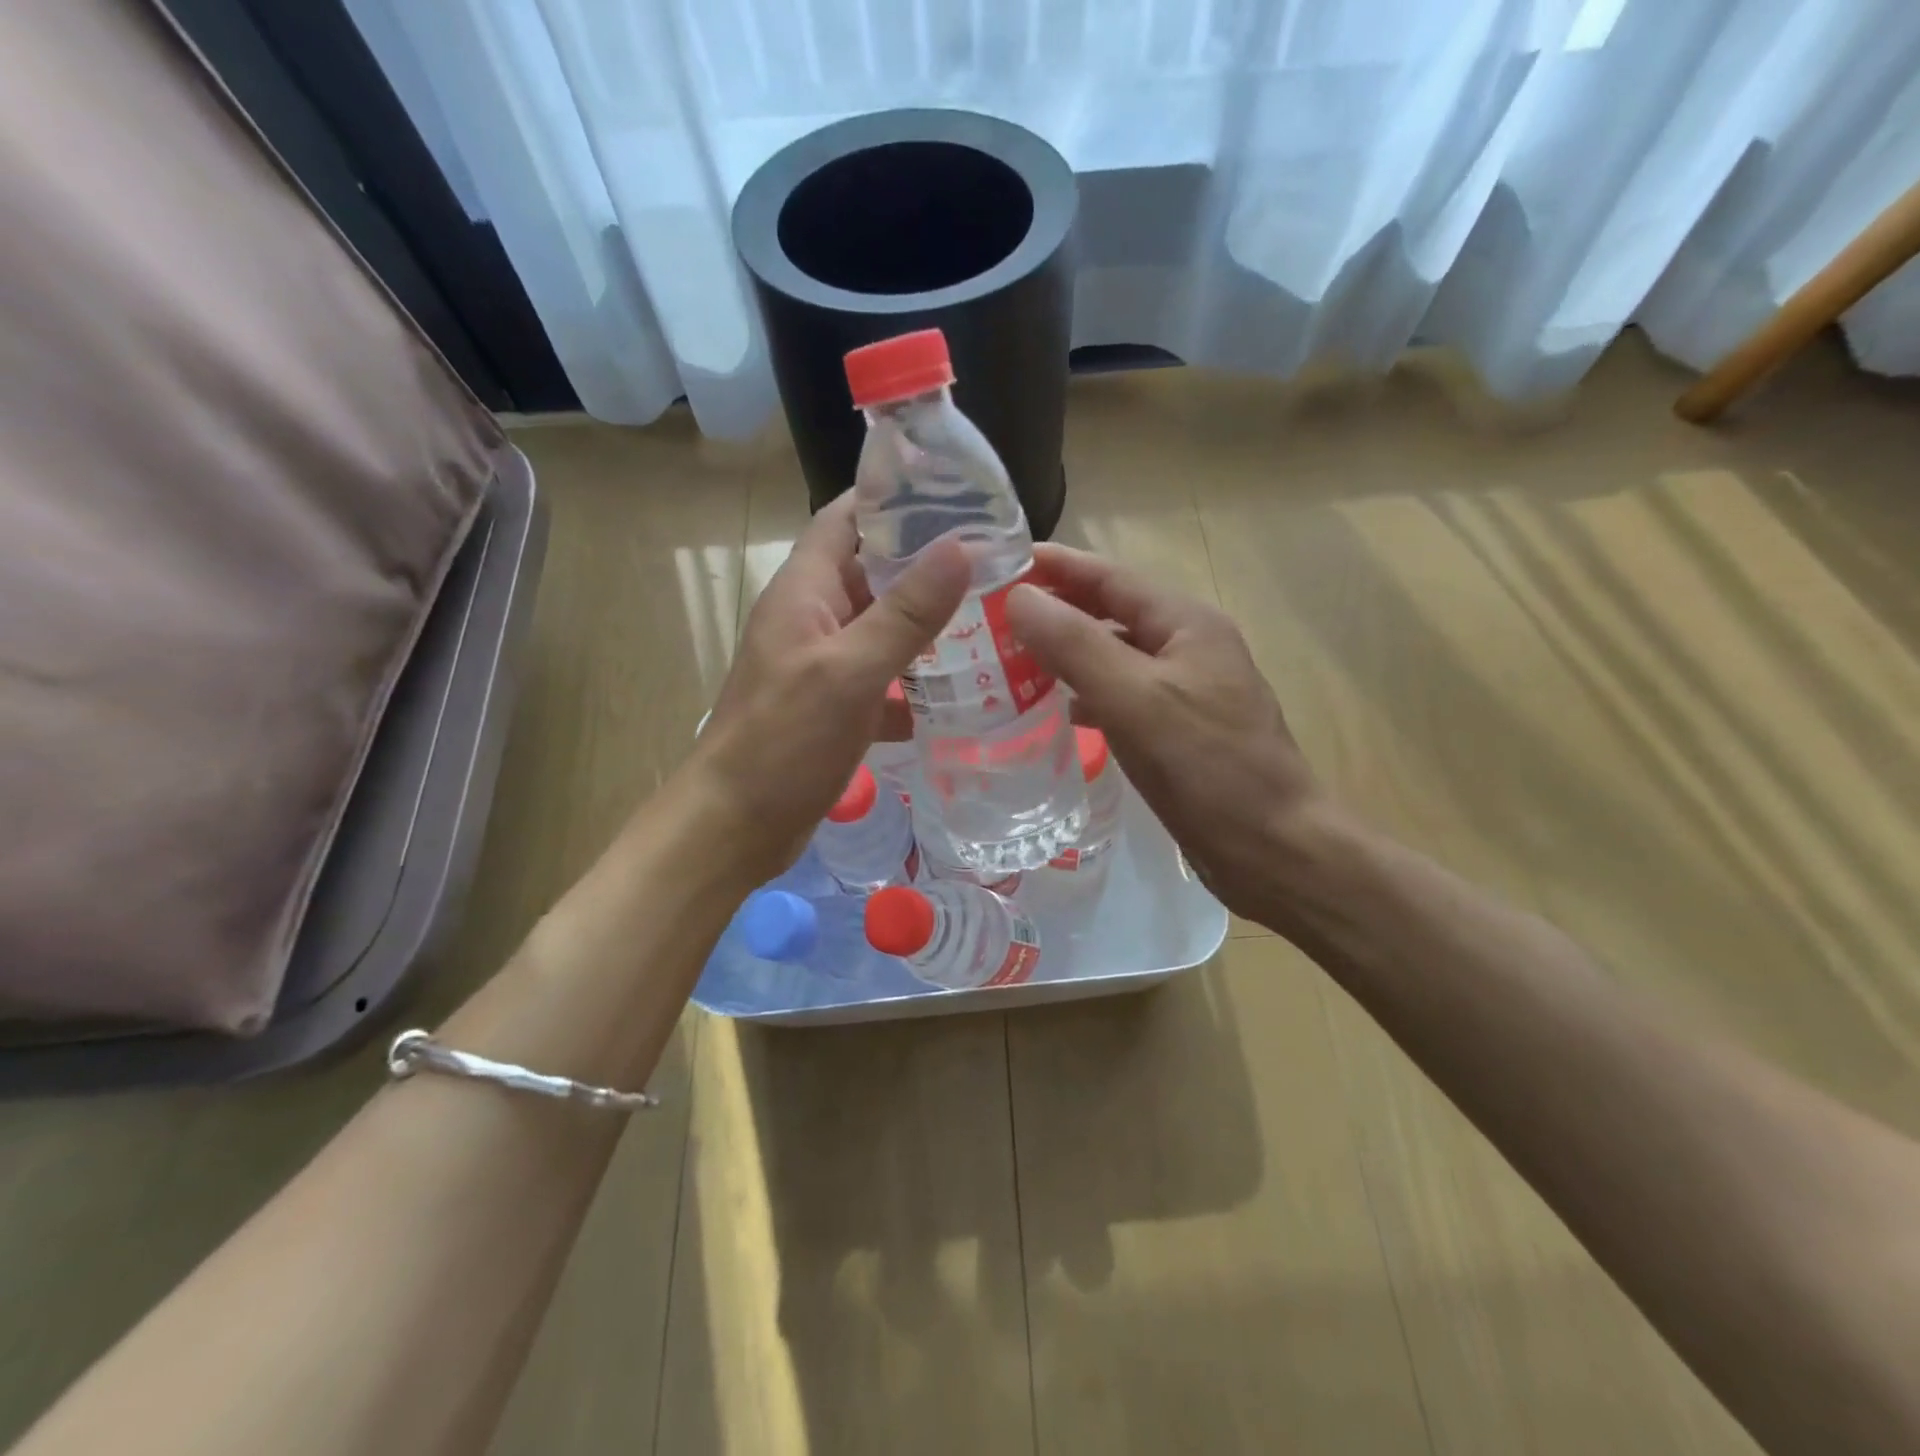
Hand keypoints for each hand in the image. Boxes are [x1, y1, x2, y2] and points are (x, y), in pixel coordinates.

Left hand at [693, 494, 969, 885]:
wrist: (734, 825)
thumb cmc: (784, 741)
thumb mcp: (849, 671)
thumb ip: (906, 612)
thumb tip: (961, 547)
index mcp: (805, 590)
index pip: (847, 518)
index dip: (895, 498)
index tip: (957, 494)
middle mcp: (812, 617)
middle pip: (872, 572)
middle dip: (927, 564)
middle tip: (995, 563)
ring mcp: (822, 664)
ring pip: (881, 628)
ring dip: (927, 625)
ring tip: (992, 621)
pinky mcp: (833, 707)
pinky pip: (881, 679)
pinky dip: (914, 682)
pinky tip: (959, 694)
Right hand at [1005, 545, 1327, 925]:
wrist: (1274, 850)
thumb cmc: (1209, 769)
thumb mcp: (1136, 700)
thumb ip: (1076, 645)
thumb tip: (1019, 597)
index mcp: (1186, 623)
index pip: (1109, 576)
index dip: (1055, 566)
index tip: (997, 563)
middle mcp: (1188, 647)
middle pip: (1111, 613)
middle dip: (1055, 609)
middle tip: (991, 616)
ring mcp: (1186, 691)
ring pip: (1114, 657)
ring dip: (1066, 654)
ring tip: (1010, 660)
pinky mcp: (1179, 731)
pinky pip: (1122, 697)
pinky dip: (1086, 695)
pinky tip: (1057, 711)